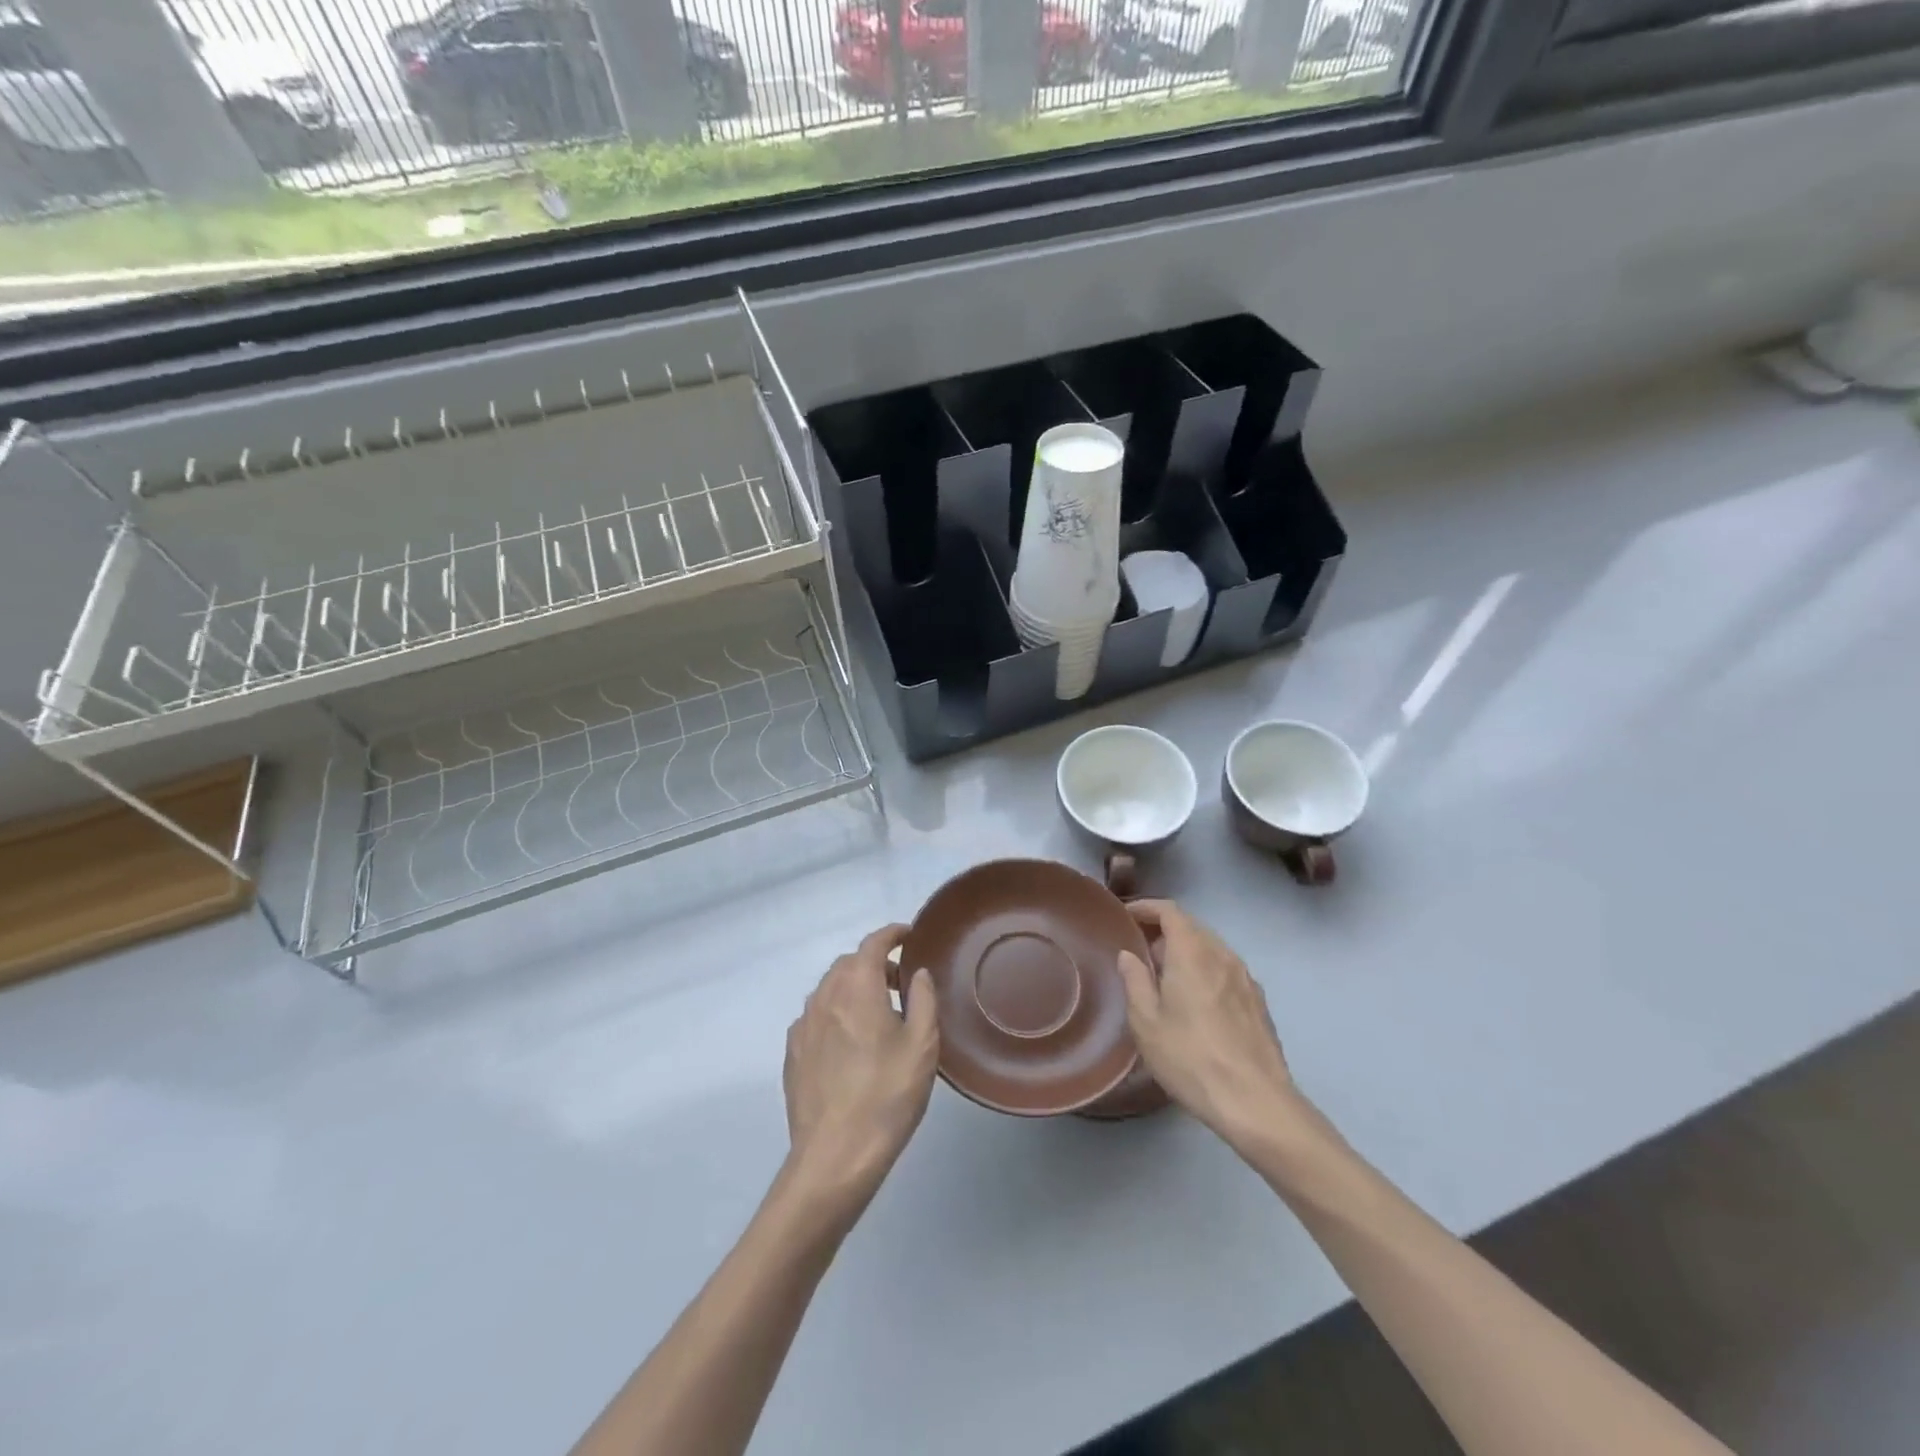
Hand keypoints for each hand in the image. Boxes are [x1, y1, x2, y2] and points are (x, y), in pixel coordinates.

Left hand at [783, 925, 938, 1215]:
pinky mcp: (793, 1053)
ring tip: (878, 1014)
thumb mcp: (922, 1046)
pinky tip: (851, 1042)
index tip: (908, 936)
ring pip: (829, 989)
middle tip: (900, 983)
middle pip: (848, 964)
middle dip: (873, 963)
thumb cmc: (887, 1096)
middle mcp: (824, 997)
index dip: (891, 934)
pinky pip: (816, 1016)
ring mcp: (803, 1026)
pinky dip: (836, 1013)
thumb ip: (923, 999)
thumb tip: (918, 973)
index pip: (872, 944)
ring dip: (853, 988)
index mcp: (856, 988)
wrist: (835, 1156)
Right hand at [1117, 900, 1301, 1153]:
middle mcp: (1222, 955)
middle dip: (1164, 929)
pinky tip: (1195, 998)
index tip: (1126, 915)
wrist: (1255, 1102)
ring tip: (1164, 974)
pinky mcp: (1258, 1001)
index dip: (1146, 907)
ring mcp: (1245, 978)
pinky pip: (1225, 969)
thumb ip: (1135, 980)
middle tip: (1139, 948)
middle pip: (1192, 926)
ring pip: (1211, 948)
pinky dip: (1205, 969)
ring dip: (1186, 950)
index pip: (1170, 911)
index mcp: (1192, 953)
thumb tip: (1129, 955)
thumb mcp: (1146, 1022)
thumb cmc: (1190, 1058)